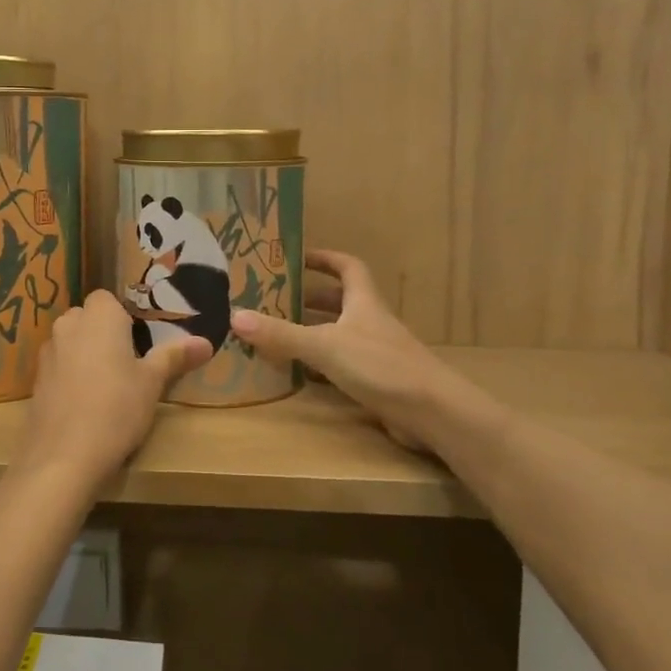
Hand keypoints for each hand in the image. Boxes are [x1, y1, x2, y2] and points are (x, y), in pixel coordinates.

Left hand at [15, 291, 211, 494]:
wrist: (64, 455)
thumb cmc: (117, 408)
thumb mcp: (152, 383)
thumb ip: (175, 357)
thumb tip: (206, 342)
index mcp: (99, 316)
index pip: (107, 299)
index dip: (122, 317)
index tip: (138, 342)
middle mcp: (68, 325)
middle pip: (87, 318)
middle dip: (103, 334)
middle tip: (127, 364)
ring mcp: (47, 352)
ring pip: (70, 342)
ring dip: (84, 354)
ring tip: (106, 386)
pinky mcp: (36, 380)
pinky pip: (58, 366)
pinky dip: (69, 376)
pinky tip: (84, 404)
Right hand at [230, 249, 506, 461]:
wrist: (435, 413)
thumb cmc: (381, 367)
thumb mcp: (325, 347)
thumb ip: (281, 335)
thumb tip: (235, 316)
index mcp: (364, 302)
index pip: (348, 267)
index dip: (325, 258)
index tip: (297, 257)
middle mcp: (372, 322)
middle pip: (341, 301)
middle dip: (310, 298)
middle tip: (275, 299)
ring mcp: (378, 353)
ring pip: (341, 333)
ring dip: (314, 331)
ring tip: (279, 333)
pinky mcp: (379, 381)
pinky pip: (344, 364)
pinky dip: (322, 364)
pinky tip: (301, 373)